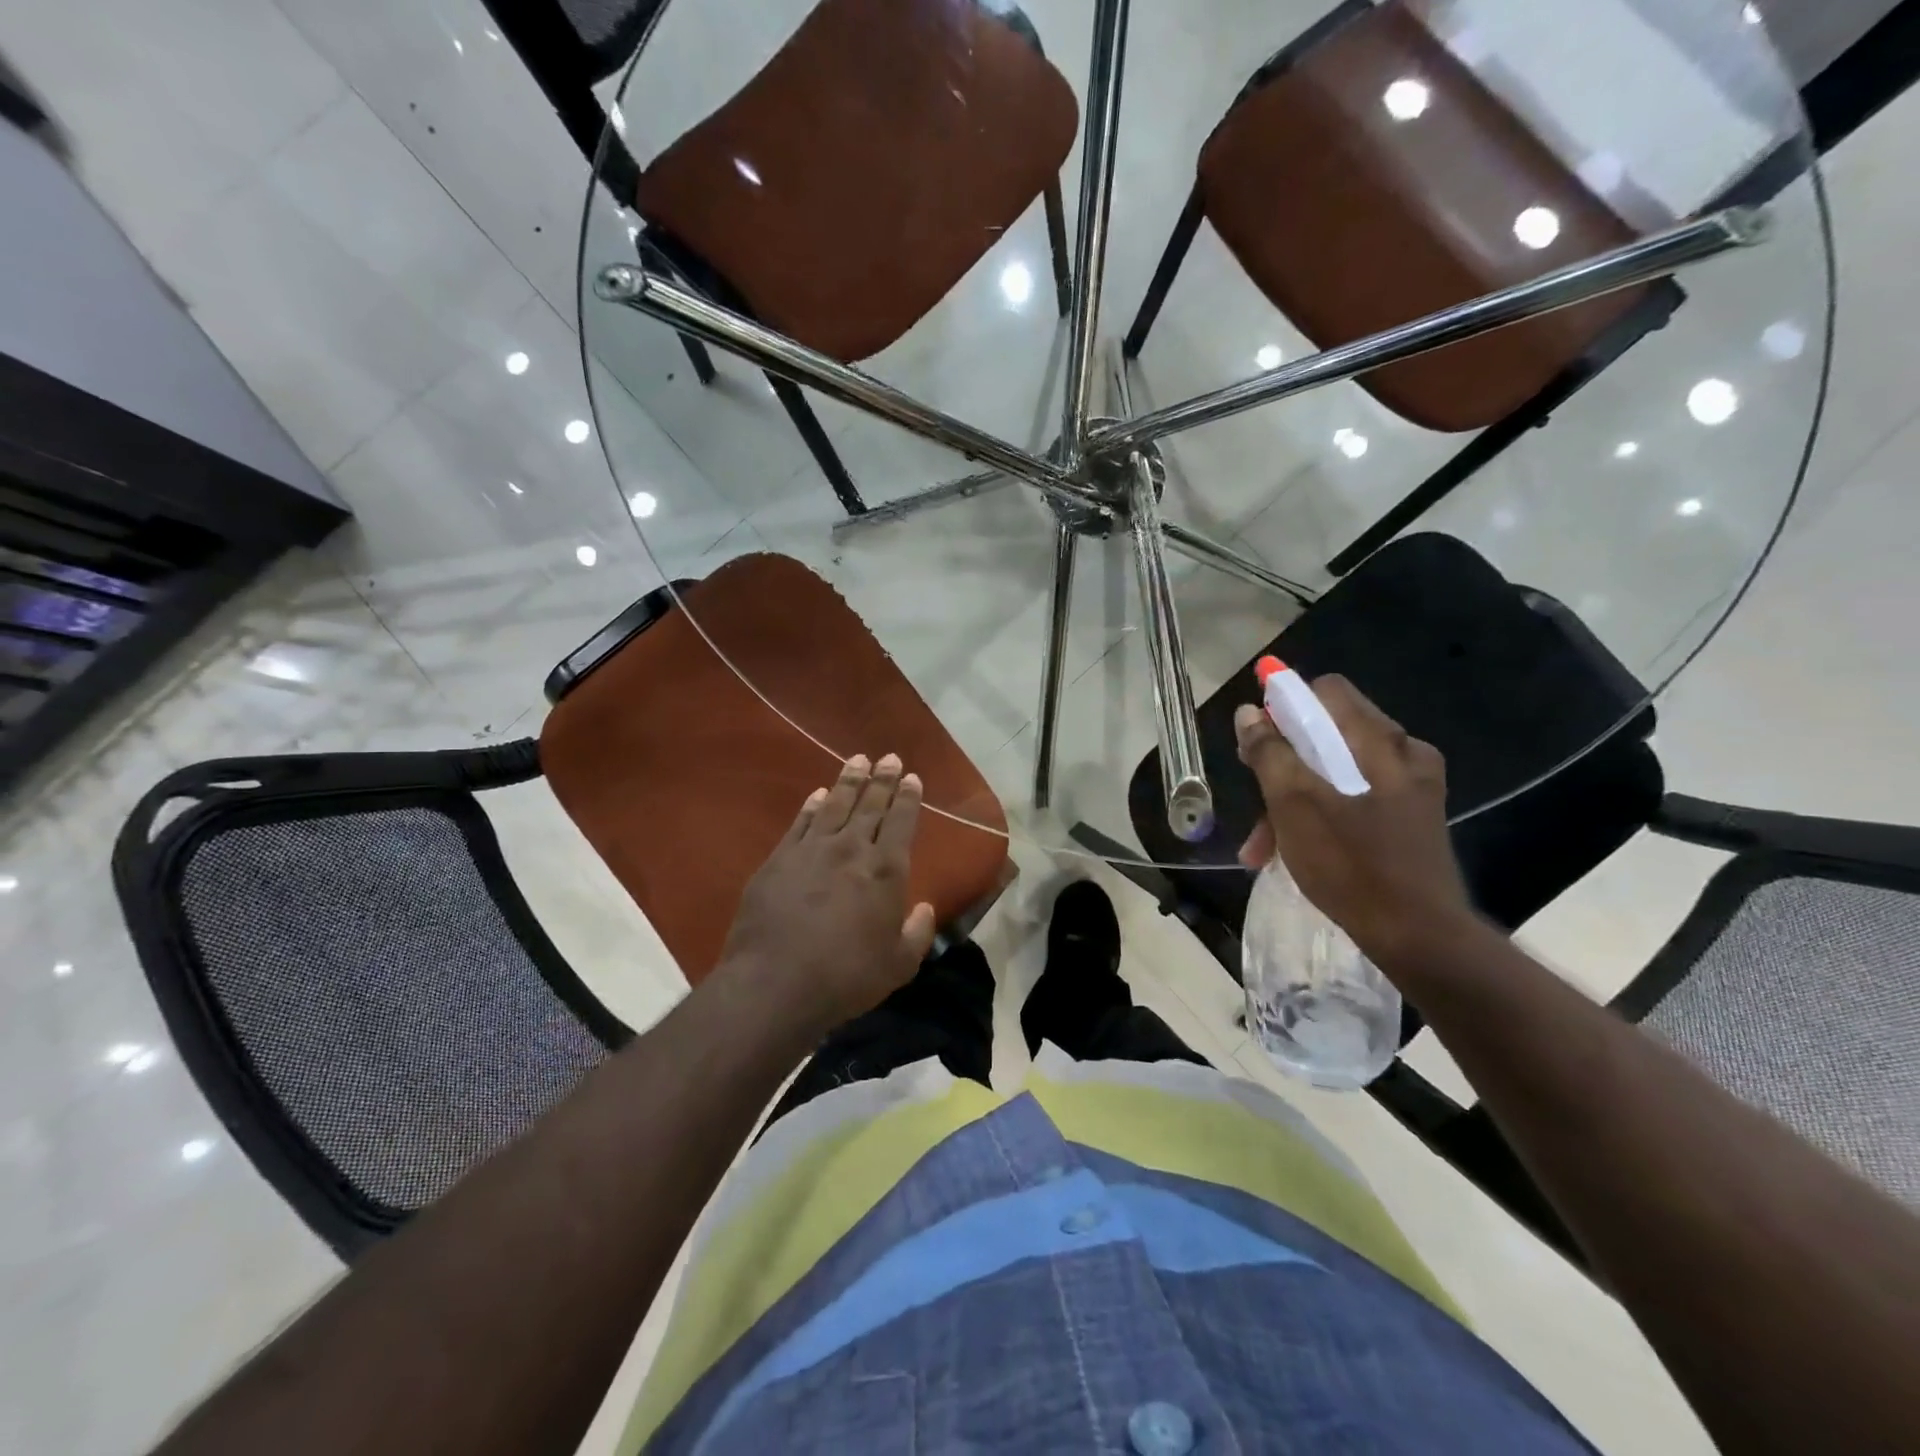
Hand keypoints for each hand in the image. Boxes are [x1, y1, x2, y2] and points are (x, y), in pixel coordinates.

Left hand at [717, 753, 936, 1036]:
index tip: (913, 777)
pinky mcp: (780, 859)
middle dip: (883, 779)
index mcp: (886, 871)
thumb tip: (924, 907)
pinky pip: (801, 822)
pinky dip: (812, 805)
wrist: (775, 983)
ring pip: (836, 805)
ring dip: (849, 780)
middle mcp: (852, 850)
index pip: (902, 823)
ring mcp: (812, 850)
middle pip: (871, 805)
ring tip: (858, 759)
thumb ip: (917, 933)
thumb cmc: (846, 977)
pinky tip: (818, 794)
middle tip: (890, 757)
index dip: (909, 798)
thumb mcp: (898, 965)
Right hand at [1234, 675, 1476, 967]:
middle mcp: (1403, 755)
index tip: (1257, 742)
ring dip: (1293, 800)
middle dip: (1282, 765)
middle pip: (1328, 735)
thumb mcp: (1295, 805)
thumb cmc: (1352, 865)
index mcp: (1381, 741)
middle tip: (1254, 796)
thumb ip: (1269, 753)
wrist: (1419, 939)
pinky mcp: (1409, 822)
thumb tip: (1249, 713)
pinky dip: (1319, 818)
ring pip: (1337, 773)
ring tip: (1261, 845)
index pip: (1326, 692)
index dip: (1285, 707)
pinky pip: (1353, 801)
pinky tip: (1292, 853)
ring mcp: (1410, 790)